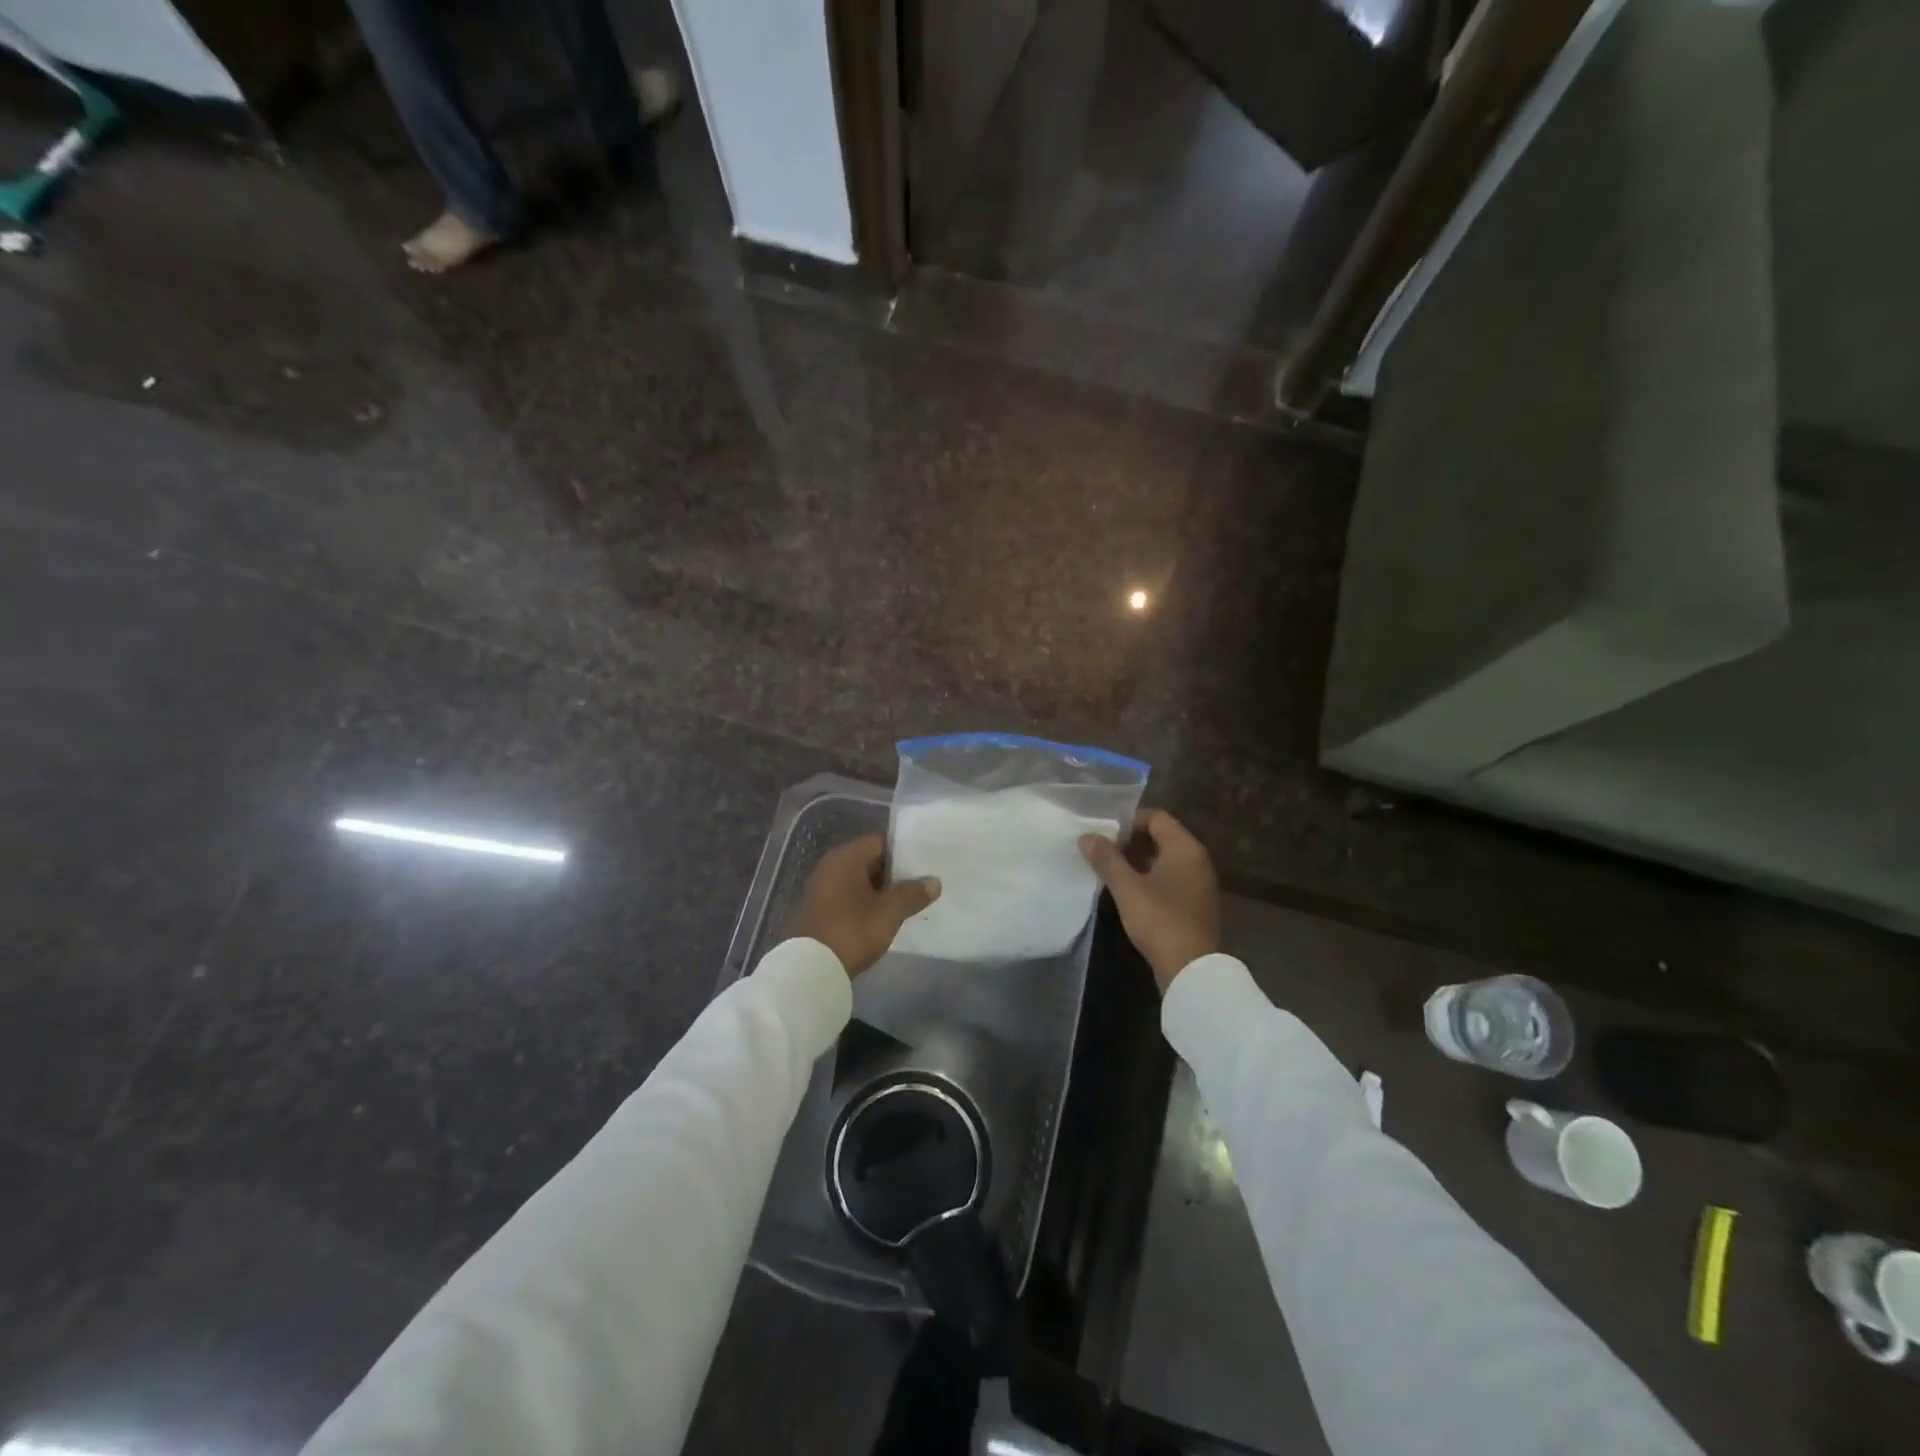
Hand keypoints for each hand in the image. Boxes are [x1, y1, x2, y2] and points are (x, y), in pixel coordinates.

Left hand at [785, 832, 940, 977]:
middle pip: (869, 859)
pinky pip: (847, 896)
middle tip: (920, 883)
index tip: (924, 863)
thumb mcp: (889, 912)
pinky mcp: (817, 908)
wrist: (810, 968)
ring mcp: (821, 887)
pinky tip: (882, 917)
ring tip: (906, 901)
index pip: (880, 841)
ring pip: (858, 880)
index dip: (903, 851)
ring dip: (879, 890)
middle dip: (893, 872)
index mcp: (846, 857)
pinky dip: (864, 902)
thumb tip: (934, 881)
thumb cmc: (852, 930)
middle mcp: (830, 865)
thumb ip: (913, 894)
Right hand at [1079, 810, 1220, 993]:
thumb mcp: (1127, 888)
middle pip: (1162, 837)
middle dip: (1130, 841)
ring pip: (1165, 860)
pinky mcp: (1196, 904)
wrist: (1192, 970)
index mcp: (1185, 848)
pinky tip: (1129, 893)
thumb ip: (1106, 859)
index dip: (1128, 820)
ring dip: (1138, 861)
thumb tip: (1086, 835)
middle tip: (1102, 852)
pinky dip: (1150, 879)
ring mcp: (1199, 883)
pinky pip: (1170, 879)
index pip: (1156, 817)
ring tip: (1110, 872)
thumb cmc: (1160, 920)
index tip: (1104, 833)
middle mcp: (1197, 860)